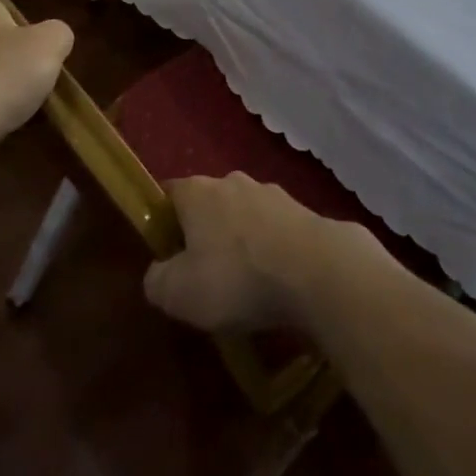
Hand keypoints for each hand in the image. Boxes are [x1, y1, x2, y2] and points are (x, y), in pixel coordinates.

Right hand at [143, 173, 374, 332]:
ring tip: (247, 283)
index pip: (169, 194)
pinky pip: (276, 230)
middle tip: (205, 274)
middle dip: (205, 232)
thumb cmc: (238, 277)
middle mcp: (232, 181)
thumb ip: (156, 281)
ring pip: (245, 215)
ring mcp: (272, 193)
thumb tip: (157, 274)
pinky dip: (272, 250)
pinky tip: (278, 281)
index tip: (165, 253)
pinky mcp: (304, 211)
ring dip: (242, 241)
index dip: (163, 221)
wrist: (319, 271)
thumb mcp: (180, 294)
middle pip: (208, 203)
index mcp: (197, 191)